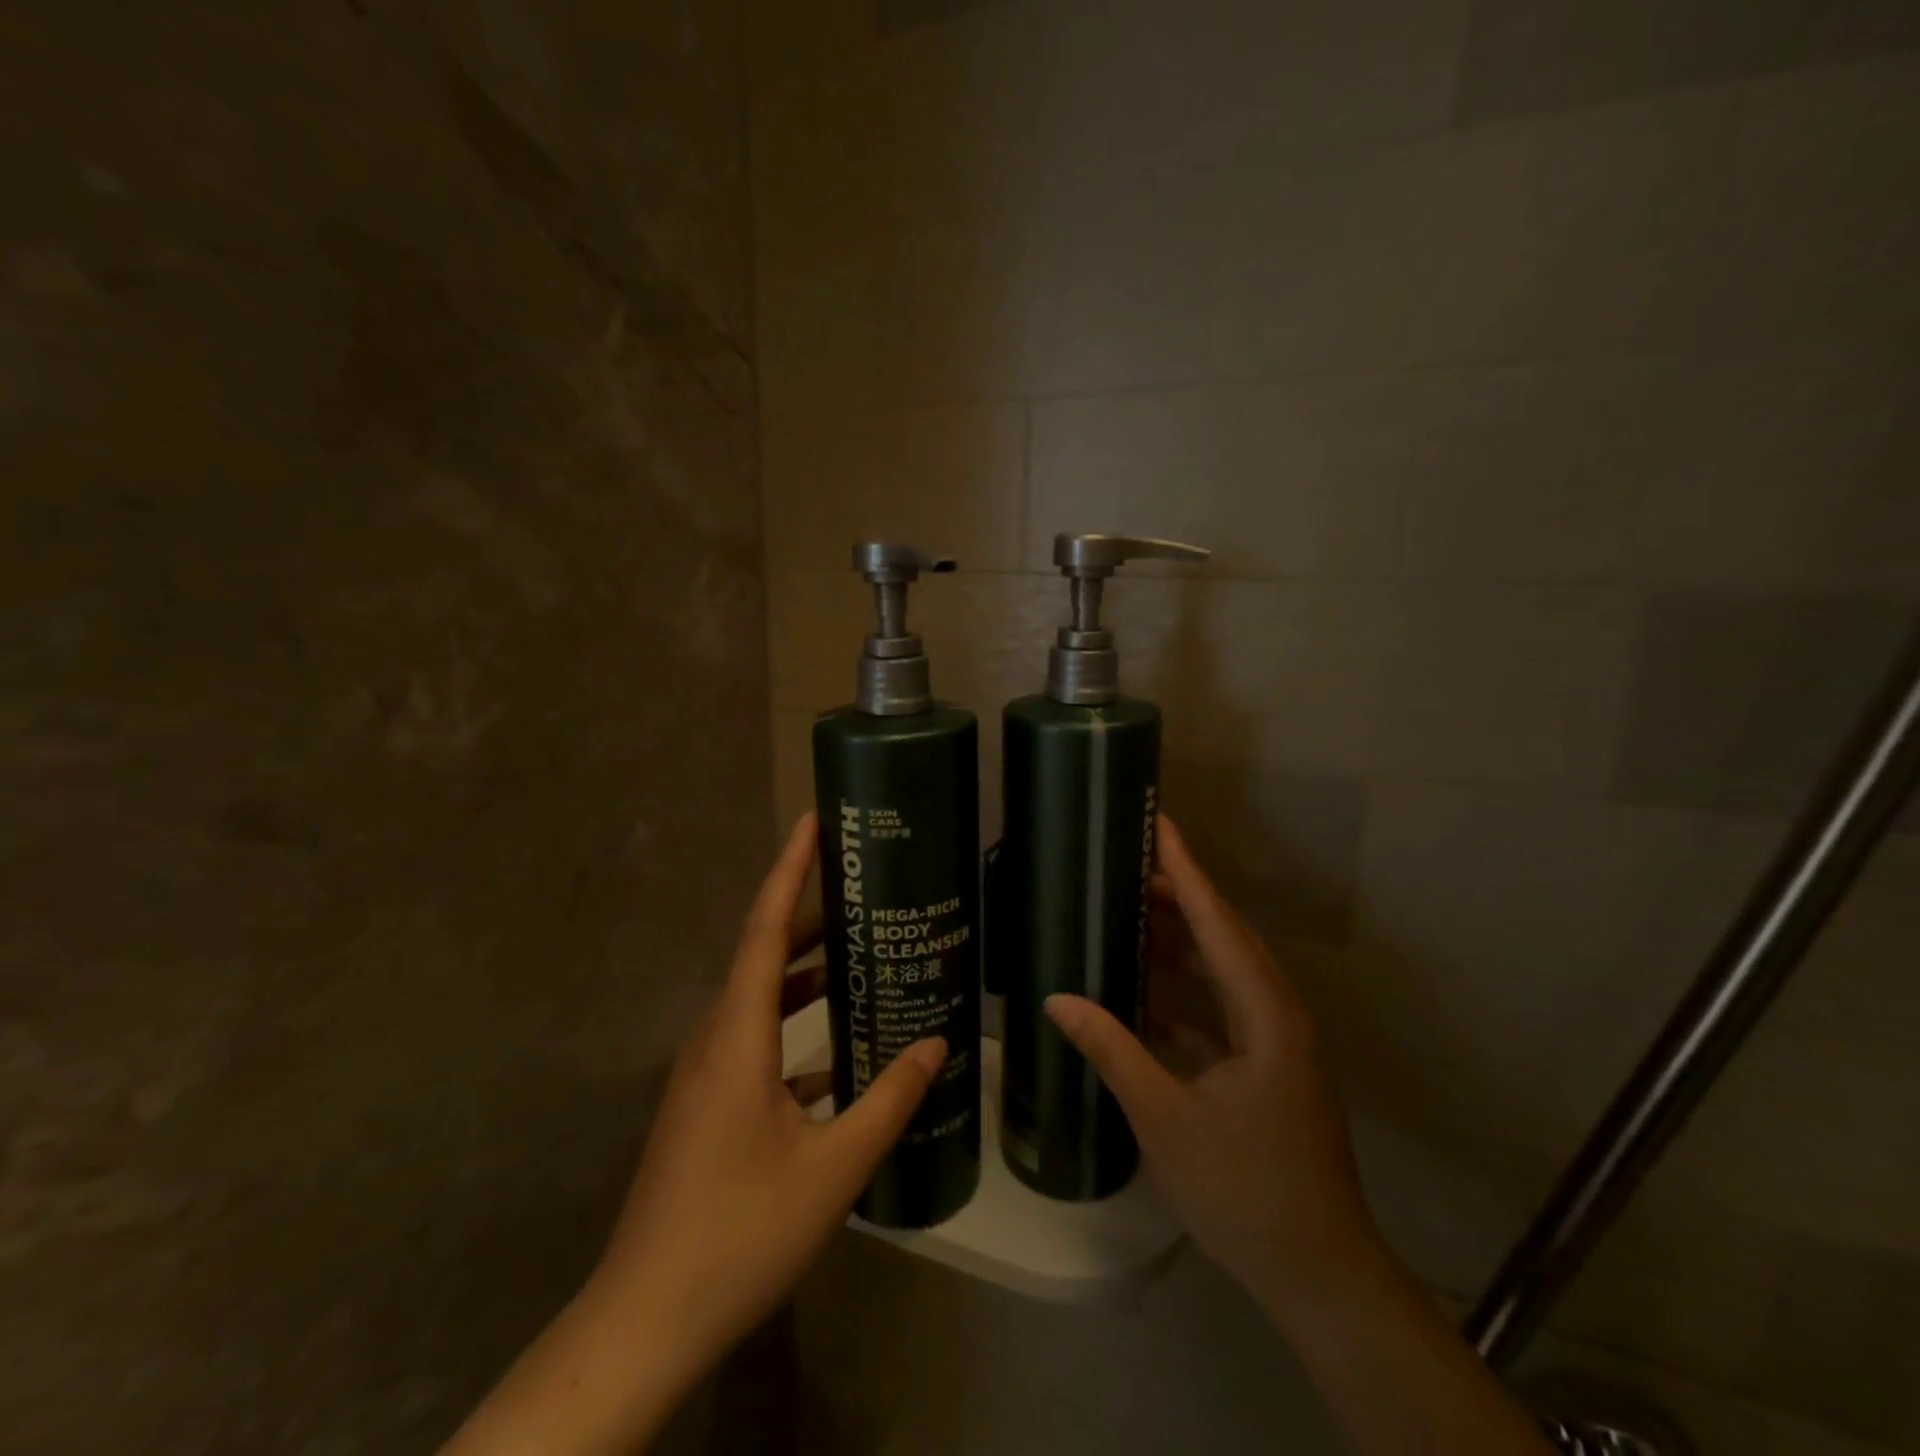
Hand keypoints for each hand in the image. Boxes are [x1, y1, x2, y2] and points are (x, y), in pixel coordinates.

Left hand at [443, 814, 944, 1455]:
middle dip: (811, 918)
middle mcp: (715, 1039)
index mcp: (737, 1037)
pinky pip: (755, 1041)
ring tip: (859, 958)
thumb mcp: (832, 1168)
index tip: (812, 823)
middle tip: (864, 892)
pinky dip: (795, 1027)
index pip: (765, 931)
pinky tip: (837, 1052)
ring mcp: (704, 1074)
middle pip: (764, 957)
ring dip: (805, 974)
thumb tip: (938, 1044)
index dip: (788, 872)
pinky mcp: (705, 1104)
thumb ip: (889, 1100)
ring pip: (759, 1000)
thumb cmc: (739, 1233)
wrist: (644, 1320)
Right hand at [1045, 816, 1385, 1320]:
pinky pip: (1224, 1007)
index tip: (1158, 827)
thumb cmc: (1245, 1190)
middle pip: (1225, 936)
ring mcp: (1278, 1041)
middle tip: (1128, 866)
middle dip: (1180, 897)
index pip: (1218, 923)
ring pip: (1226, 971)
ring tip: (1131, 915)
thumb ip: (1112, 1049)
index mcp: (1265, 1013)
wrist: (1320, 1274)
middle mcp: (1278, 1013)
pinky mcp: (1270, 1067)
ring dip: (1182, 943)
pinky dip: (1187, 992)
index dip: (1186, 872)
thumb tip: (1057, 998)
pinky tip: (1146, 994)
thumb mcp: (1165, 1117)